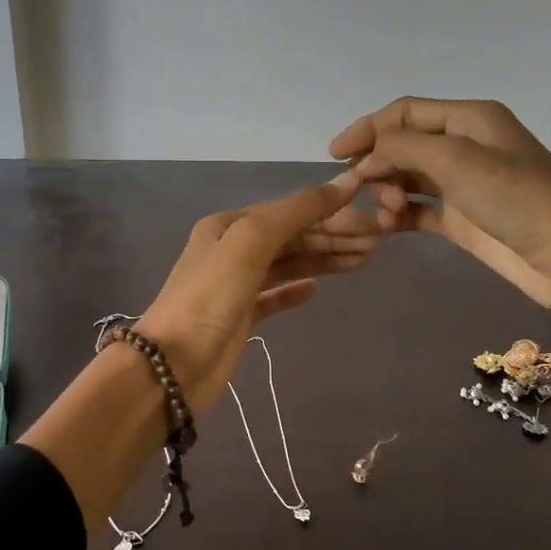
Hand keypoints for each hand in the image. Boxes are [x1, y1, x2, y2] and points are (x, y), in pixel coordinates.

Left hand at [134, 175, 379, 407]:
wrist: (172, 366)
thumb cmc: (210, 298)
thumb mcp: (251, 243)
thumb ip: (296, 212)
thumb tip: (344, 183)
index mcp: (228, 225)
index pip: (290, 212)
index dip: (331, 214)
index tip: (373, 221)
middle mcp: (231, 249)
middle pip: (292, 237)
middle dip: (334, 237)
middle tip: (378, 243)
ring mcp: (235, 285)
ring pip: (288, 265)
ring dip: (324, 260)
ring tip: (365, 261)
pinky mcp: (240, 318)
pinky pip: (274, 296)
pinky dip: (295, 290)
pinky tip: (316, 290)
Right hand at [329, 97, 550, 307]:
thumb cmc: (514, 197)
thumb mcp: (455, 159)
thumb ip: (402, 148)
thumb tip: (365, 157)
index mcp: (468, 119)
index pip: (404, 113)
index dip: (367, 128)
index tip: (335, 154)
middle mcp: (464, 146)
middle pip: (404, 145)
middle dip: (378, 164)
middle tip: (362, 190)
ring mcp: (463, 184)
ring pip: (408, 178)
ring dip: (388, 192)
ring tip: (388, 213)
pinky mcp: (463, 220)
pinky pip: (419, 210)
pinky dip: (400, 216)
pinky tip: (387, 228)